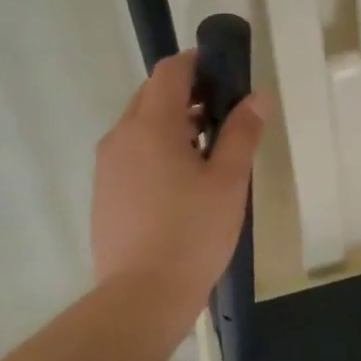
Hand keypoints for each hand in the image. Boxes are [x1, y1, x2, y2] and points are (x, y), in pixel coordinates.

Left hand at [92, 51, 264, 314]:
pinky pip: (130, 152)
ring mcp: (107, 165)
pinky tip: (181, 182)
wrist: (141, 297)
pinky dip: (155, 149)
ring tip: (207, 151)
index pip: (169, 71)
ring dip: (171, 123)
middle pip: (151, 95)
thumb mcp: (228, 180)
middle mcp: (121, 136)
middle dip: (187, 94)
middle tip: (223, 115)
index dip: (197, 63)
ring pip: (139, 125)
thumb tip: (257, 96)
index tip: (225, 75)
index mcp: (150, 125)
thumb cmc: (192, 233)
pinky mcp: (103, 191)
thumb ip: (242, 132)